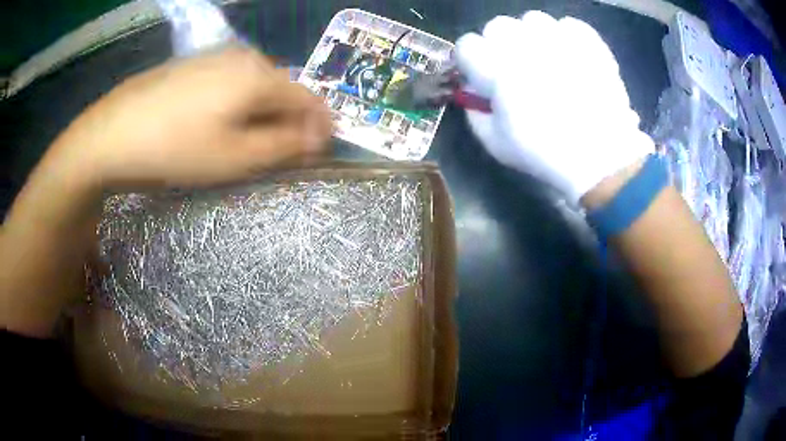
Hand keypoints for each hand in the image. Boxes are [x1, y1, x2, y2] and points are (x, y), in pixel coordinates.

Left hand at [45, 46, 331, 190]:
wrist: (112, 134)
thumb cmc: (175, 149)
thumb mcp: (235, 158)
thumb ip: (284, 146)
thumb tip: (320, 136)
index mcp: (260, 75)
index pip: (308, 98)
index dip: (319, 126)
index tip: (320, 150)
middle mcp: (244, 57)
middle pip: (282, 89)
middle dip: (290, 120)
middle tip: (281, 153)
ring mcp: (215, 57)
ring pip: (255, 85)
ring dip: (263, 113)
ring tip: (249, 142)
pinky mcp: (193, 65)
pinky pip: (230, 82)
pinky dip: (238, 103)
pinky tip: (219, 123)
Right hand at [455, 11, 653, 203]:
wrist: (603, 158)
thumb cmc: (546, 153)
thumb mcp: (496, 143)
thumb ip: (474, 109)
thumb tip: (473, 87)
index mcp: (497, 69)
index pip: (467, 44)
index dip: (472, 61)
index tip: (483, 76)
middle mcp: (525, 44)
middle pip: (498, 26)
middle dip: (501, 46)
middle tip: (517, 69)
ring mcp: (559, 38)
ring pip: (533, 20)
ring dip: (533, 38)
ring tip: (548, 61)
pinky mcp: (588, 40)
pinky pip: (568, 24)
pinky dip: (566, 37)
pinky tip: (571, 58)